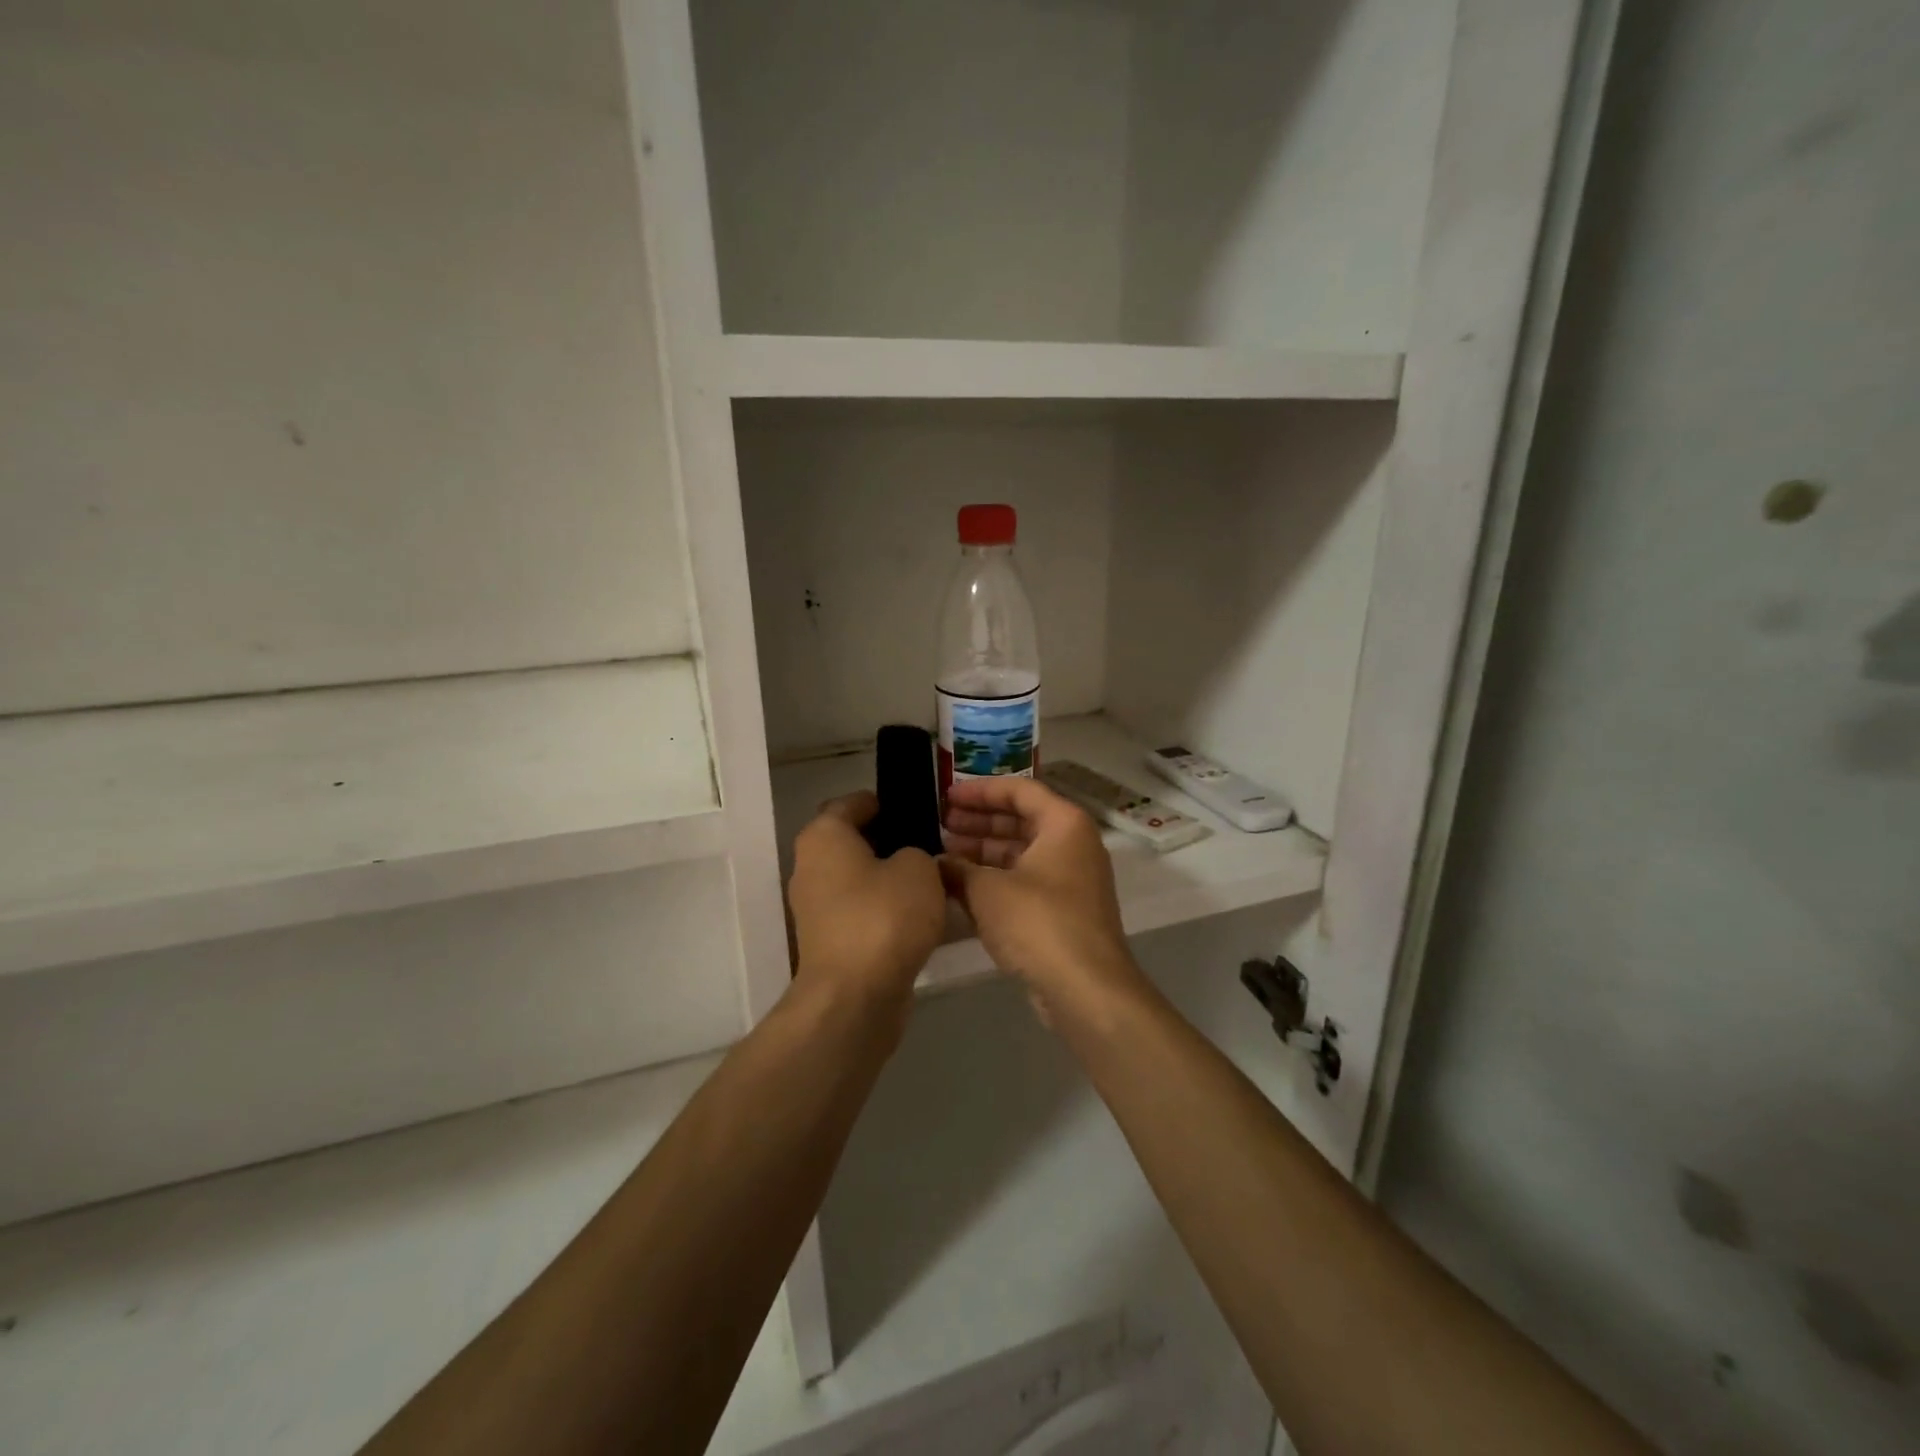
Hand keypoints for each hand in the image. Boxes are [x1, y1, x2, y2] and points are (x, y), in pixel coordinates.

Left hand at [787, 792, 946, 1009]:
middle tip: (931, 846)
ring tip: (932, 882)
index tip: (916, 810)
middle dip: (890, 842)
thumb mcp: (919, 868)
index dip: (884, 802)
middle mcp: (810, 867)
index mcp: (824, 836)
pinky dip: (885, 912)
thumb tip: (908, 862)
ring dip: (889, 880)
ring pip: (858, 880)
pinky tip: (920, 918)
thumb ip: (917, 853)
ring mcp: (816, 908)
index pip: (851, 803)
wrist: (855, 997)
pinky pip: (861, 913)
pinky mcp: (829, 943)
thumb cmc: (884, 916)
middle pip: (853, 843)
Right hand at [940, 776, 1150, 1016]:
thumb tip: (937, 864)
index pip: (1019, 790)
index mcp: (1064, 824)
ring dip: (983, 852)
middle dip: (979, 822)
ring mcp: (1071, 880)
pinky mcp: (1064, 911)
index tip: (946, 797)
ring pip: (1021, 853)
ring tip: (944, 855)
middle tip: (941, 824)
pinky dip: (996, 880)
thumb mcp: (987, 890)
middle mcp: (1073, 845)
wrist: (1085, 988)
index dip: (979, 791)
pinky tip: (962, 887)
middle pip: (1021, 820)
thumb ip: (958, 869)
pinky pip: (1025, 881)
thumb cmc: (1038, 922)